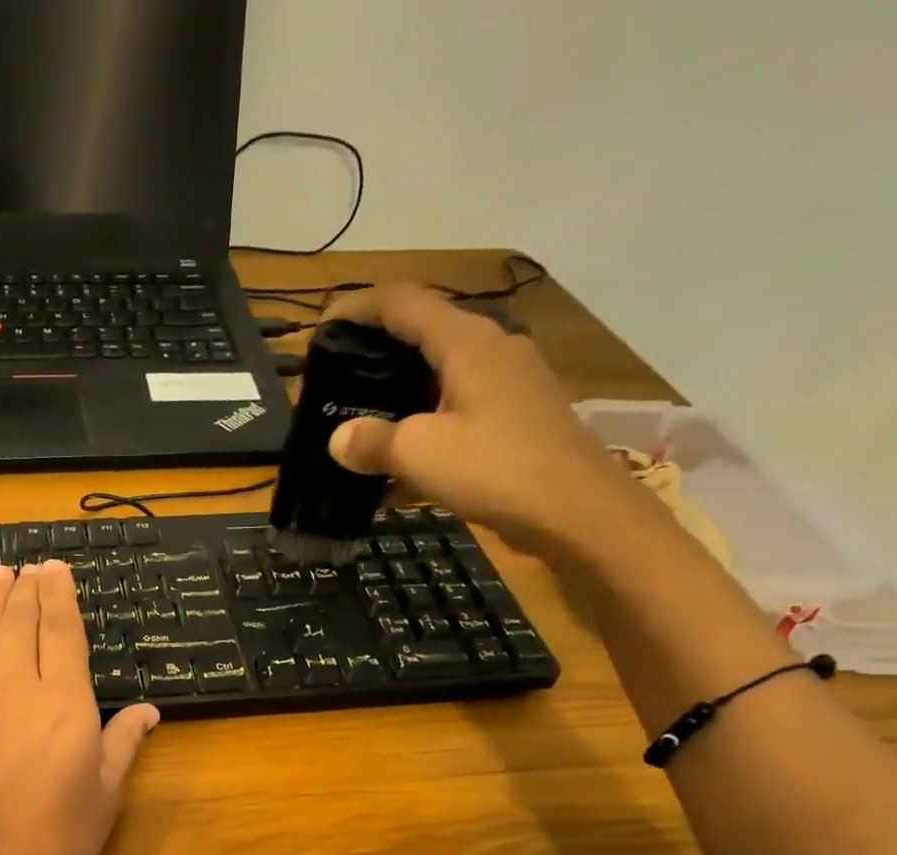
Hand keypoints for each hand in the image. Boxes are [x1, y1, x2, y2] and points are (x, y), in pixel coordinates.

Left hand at [0, 561, 159, 854]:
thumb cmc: (60, 842)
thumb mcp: (106, 794)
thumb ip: (125, 743)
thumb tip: (150, 711)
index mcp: (65, 704)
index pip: (61, 631)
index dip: (59, 594)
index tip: (56, 568)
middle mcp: (16, 691)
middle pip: (20, 624)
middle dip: (27, 589)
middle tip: (30, 565)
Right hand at [322, 282, 658, 555]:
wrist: (574, 510)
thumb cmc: (494, 467)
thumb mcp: (418, 453)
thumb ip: (372, 441)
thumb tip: (339, 439)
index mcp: (466, 342)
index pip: (403, 302)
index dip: (358, 307)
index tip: (323, 326)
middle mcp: (491, 349)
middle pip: (423, 334)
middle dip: (377, 353)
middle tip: (338, 380)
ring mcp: (509, 383)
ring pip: (441, 375)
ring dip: (400, 394)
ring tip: (363, 422)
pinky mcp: (517, 416)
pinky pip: (458, 409)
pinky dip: (425, 426)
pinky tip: (400, 465)